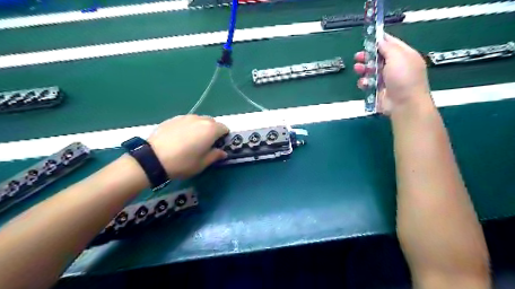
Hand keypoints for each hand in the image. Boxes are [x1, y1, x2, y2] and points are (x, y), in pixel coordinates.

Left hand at [149, 115, 228, 178]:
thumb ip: (215, 156)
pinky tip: (179, 138)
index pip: (224, 128)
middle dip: (213, 131)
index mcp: (211, 129)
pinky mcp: (173, 118)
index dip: (224, 137)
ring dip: (200, 128)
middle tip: (205, 145)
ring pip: (199, 120)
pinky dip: (188, 127)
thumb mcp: (202, 164)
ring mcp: (186, 117)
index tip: (218, 146)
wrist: (152, 158)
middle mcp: (200, 119)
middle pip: (212, 122)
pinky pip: (187, 121)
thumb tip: (222, 152)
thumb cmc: (183, 162)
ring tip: (191, 141)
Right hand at [355, 33, 430, 113]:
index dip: (379, 40)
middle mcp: (396, 66)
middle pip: (378, 57)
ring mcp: (387, 79)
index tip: (368, 38)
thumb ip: (388, 47)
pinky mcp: (379, 90)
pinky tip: (364, 83)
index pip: (391, 43)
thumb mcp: (398, 57)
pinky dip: (364, 82)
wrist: (404, 104)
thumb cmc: (403, 78)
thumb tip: (380, 40)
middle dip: (367, 56)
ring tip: (357, 69)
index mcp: (404, 55)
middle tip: (358, 56)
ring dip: (363, 69)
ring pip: (371, 70)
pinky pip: (368, 83)